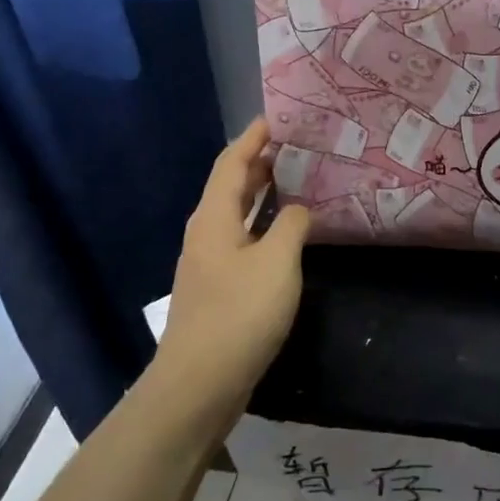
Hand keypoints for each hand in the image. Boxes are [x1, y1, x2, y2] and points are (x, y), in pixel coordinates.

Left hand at [156, 119, 310, 409]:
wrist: (200, 382)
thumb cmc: (240, 313)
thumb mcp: (277, 262)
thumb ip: (291, 225)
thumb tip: (298, 209)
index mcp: (214, 218)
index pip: (232, 163)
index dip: (253, 138)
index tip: (278, 118)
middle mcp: (207, 233)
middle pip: (232, 186)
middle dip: (261, 163)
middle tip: (299, 146)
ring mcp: (211, 263)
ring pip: (239, 214)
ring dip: (265, 195)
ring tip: (299, 180)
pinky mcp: (219, 288)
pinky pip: (245, 240)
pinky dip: (265, 225)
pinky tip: (289, 234)